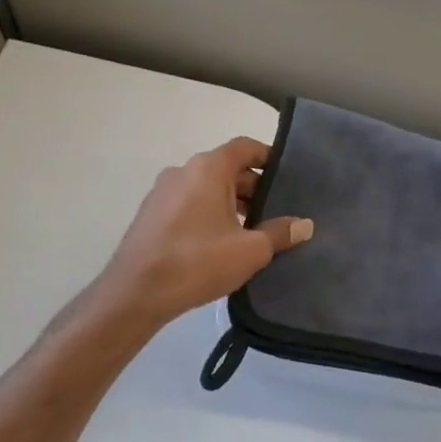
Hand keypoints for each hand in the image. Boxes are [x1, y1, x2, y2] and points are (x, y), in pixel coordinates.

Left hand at [97, 137, 311, 328]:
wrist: (135, 293)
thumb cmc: (198, 262)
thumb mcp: (250, 250)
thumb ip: (280, 233)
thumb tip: (304, 225)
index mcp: (208, 169)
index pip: (245, 147)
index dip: (269, 158)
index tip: (288, 176)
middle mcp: (183, 171)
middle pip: (226, 168)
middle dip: (253, 188)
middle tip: (276, 213)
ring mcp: (163, 192)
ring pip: (207, 188)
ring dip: (231, 203)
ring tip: (252, 232)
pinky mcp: (151, 215)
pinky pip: (189, 204)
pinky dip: (209, 214)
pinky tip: (221, 244)